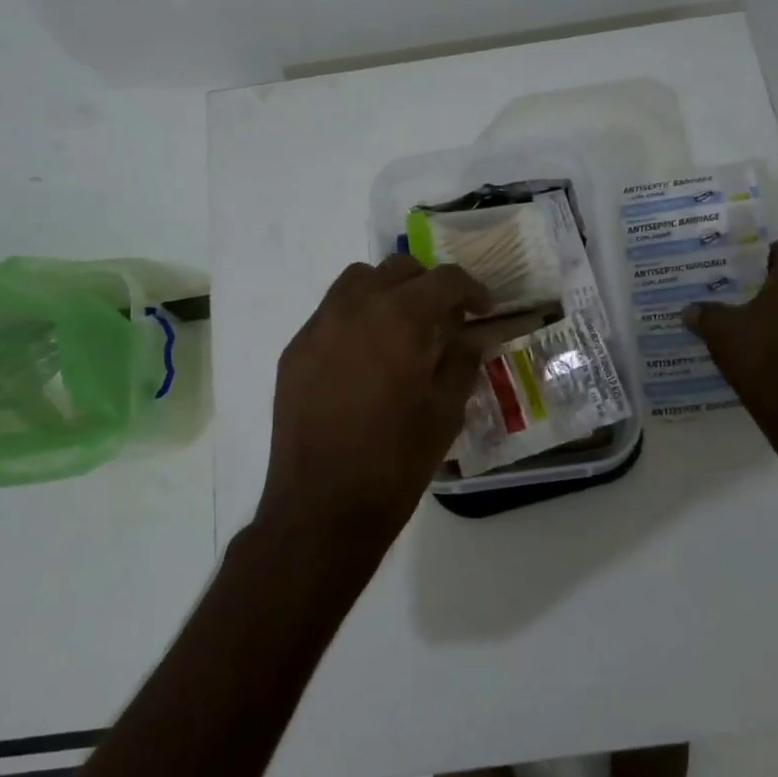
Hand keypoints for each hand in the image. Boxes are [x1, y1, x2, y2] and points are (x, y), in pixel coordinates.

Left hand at [258, 254, 489, 551]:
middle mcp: (355, 307)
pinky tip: (364, 357)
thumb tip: (469, 336)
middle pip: (398, 269)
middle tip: (444, 318)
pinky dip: (355, 317)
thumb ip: (461, 362)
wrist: (321, 507)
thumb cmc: (395, 462)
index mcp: (400, 318)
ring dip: (387, 292)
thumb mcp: (445, 413)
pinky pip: (330, 313)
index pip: (444, 279)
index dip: (471, 289)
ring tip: (401, 328)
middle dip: (428, 285)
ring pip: (357, 281)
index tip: (482, 309)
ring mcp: (318, 327)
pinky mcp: (295, 351)